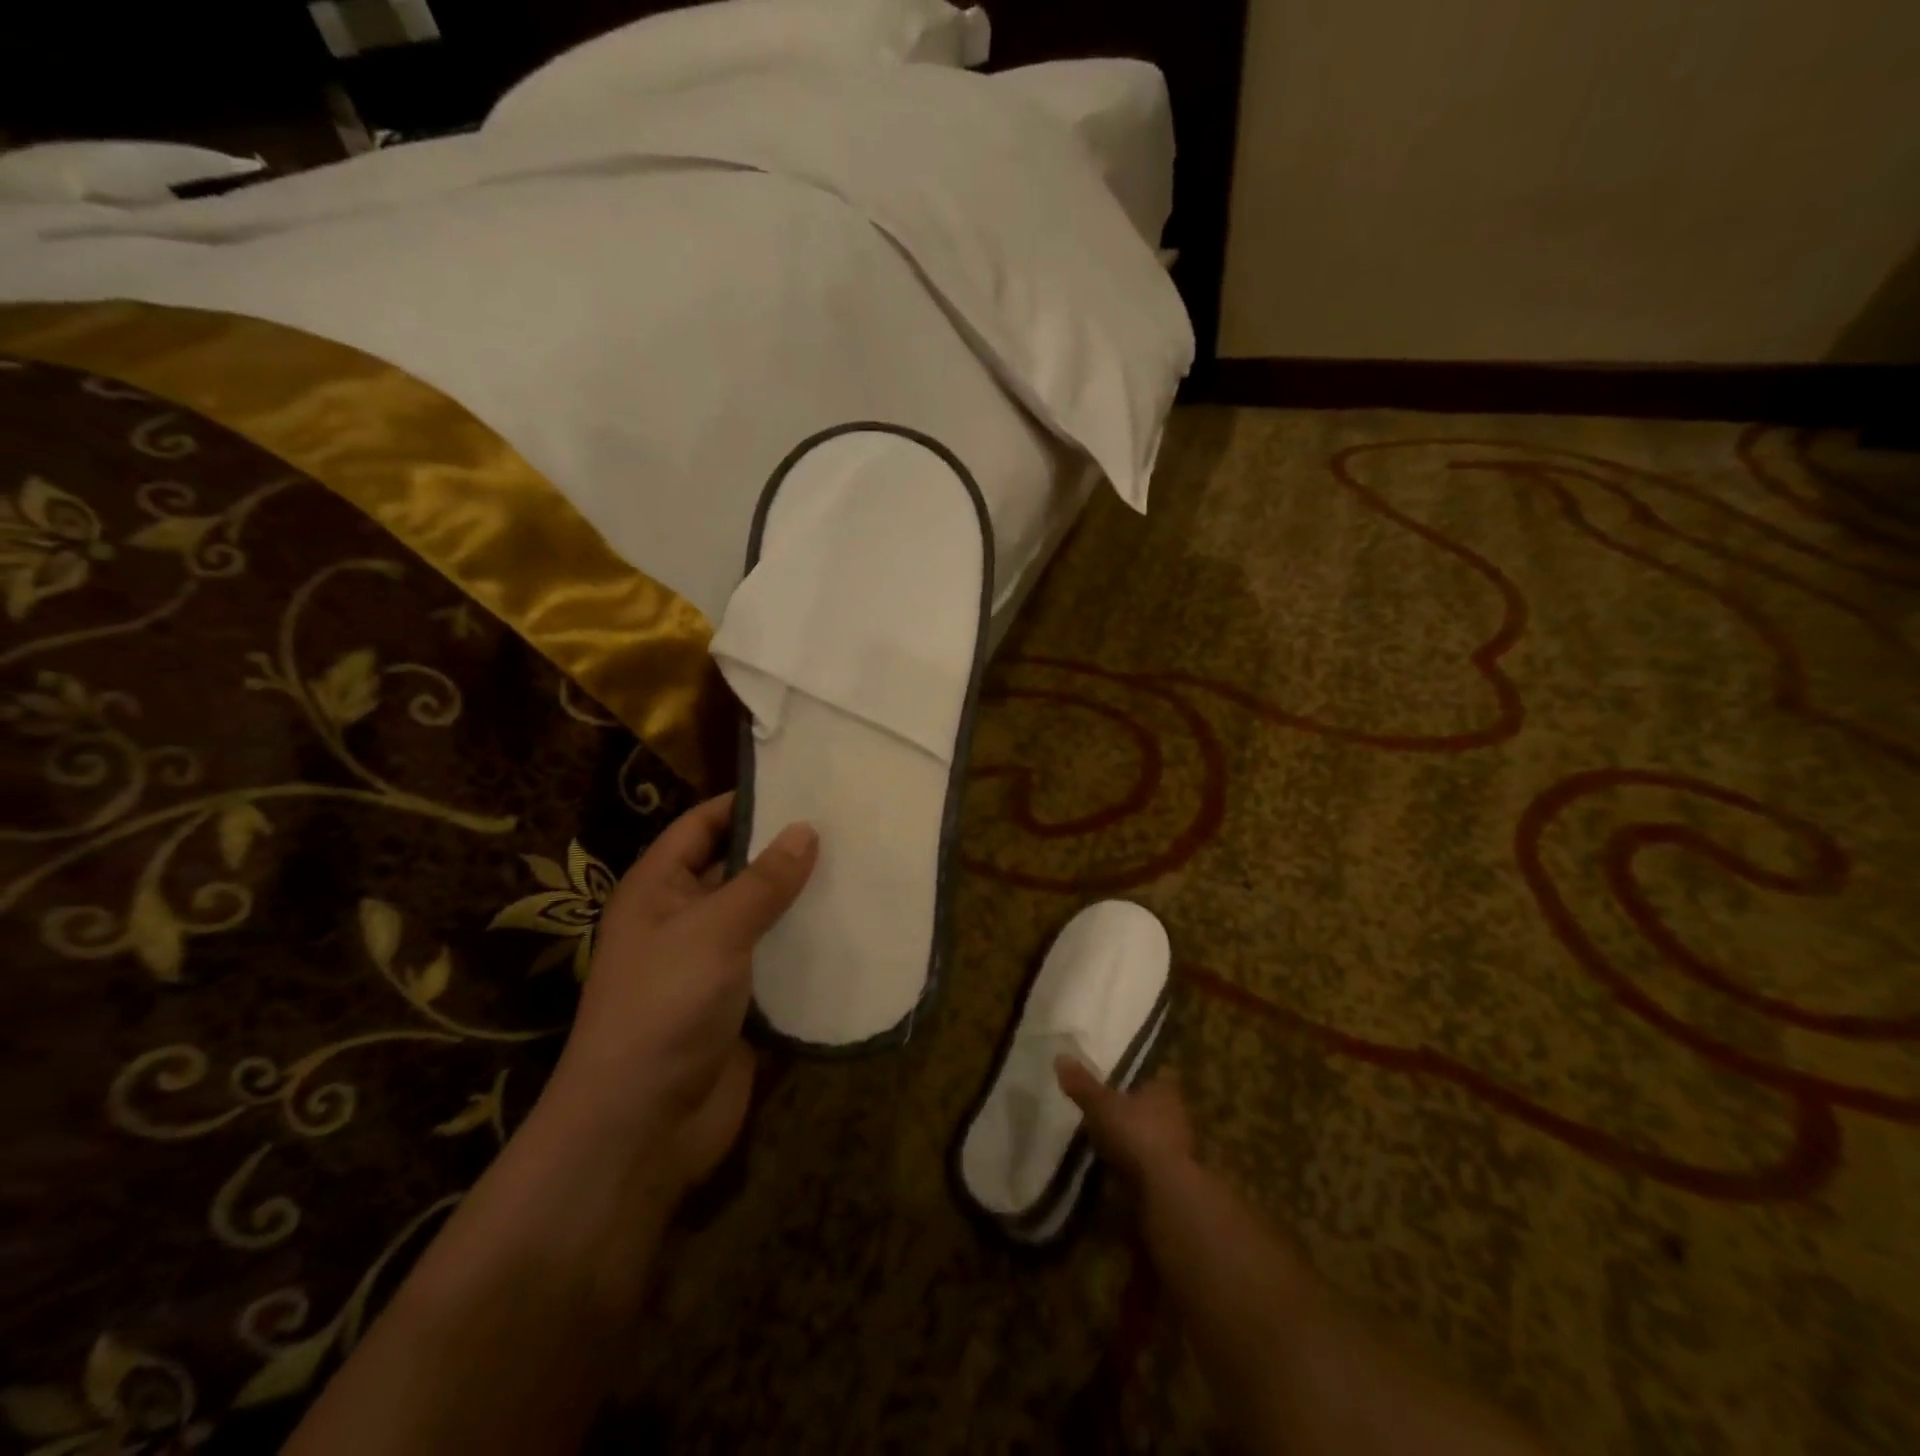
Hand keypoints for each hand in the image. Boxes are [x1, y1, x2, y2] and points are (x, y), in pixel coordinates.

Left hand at [542, 793, 817, 1195]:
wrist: (643, 1129)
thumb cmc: (665, 1008)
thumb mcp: (714, 932)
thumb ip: (763, 881)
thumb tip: (806, 829)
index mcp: (659, 890)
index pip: (702, 825)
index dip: (746, 803)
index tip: (803, 787)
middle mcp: (684, 919)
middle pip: (738, 870)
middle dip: (786, 852)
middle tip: (848, 827)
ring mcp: (714, 965)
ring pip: (765, 918)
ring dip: (804, 901)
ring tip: (862, 870)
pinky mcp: (742, 1004)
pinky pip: (780, 964)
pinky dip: (810, 949)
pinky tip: (854, 931)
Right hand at [1056, 1060, 1194, 1184]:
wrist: (1162, 1192)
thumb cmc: (1135, 1134)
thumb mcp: (1100, 1104)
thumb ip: (1082, 1083)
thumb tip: (1060, 1056)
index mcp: (1164, 1089)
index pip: (1152, 1074)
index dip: (1133, 1074)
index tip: (1113, 1075)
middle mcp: (1175, 1114)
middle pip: (1148, 1104)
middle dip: (1127, 1107)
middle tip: (1099, 1106)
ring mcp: (1175, 1147)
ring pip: (1147, 1134)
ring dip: (1127, 1137)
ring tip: (1098, 1138)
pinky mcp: (1168, 1177)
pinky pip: (1144, 1162)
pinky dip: (1129, 1163)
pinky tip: (1108, 1166)